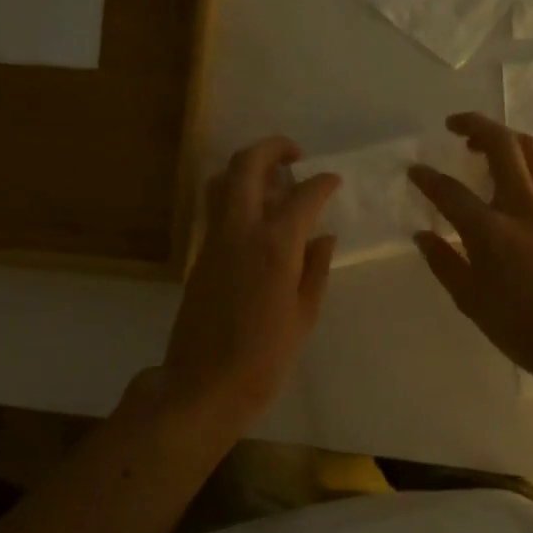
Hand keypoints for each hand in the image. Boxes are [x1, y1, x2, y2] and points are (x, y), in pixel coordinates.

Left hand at [162, 136, 339, 434]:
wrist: (203, 385)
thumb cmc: (264, 357)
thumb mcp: (304, 315)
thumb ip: (316, 269)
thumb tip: (323, 237)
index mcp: (275, 246)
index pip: (303, 195)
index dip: (322, 182)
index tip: (334, 180)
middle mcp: (240, 231)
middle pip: (247, 166)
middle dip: (272, 148)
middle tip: (295, 154)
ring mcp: (214, 240)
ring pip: (221, 181)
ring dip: (247, 168)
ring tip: (272, 179)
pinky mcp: (199, 255)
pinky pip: (215, 208)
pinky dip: (235, 195)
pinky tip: (256, 216)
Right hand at [409, 112, 532, 380]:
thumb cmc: (524, 328)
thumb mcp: (472, 301)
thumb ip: (444, 262)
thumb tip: (423, 234)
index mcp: (492, 231)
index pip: (450, 191)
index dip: (427, 178)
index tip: (414, 170)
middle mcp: (524, 205)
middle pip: (501, 144)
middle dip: (474, 125)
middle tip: (454, 125)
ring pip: (531, 150)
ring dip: (504, 137)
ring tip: (484, 144)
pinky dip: (526, 162)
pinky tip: (516, 179)